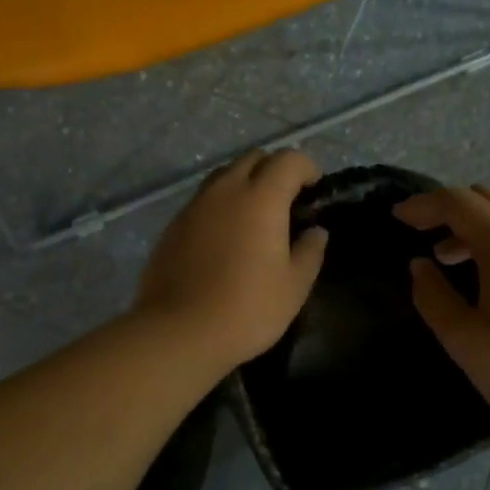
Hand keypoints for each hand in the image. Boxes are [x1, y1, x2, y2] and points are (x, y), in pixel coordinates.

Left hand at [134, 149, 329, 370]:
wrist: (178, 331)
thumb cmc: (246, 308)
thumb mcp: (293, 286)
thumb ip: (310, 252)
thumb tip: (316, 232)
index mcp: (261, 198)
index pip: (288, 159)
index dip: (306, 168)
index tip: (314, 190)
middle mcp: (226, 190)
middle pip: (253, 158)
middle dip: (274, 170)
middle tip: (286, 201)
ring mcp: (195, 204)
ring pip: (224, 175)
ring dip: (244, 183)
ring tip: (254, 216)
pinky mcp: (174, 224)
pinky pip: (204, 199)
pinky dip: (221, 204)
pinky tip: (225, 236)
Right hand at [395, 184, 489, 432]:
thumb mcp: (464, 340)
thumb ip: (433, 296)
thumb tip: (421, 266)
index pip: (457, 202)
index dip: (422, 205)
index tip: (397, 217)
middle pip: (488, 201)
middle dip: (451, 210)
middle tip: (425, 235)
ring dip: (478, 231)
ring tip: (455, 265)